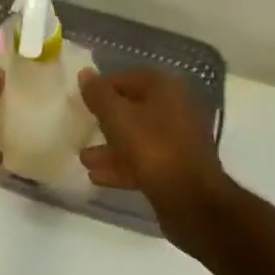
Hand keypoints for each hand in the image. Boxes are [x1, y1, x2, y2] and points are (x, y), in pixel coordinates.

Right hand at [78, 67, 232, 247]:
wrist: (192, 201)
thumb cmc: (153, 148)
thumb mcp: (118, 118)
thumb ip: (99, 95)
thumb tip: (85, 73)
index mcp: (165, 88)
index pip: (126, 78)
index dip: (102, 88)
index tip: (82, 102)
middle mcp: (175, 107)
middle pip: (132, 108)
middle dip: (105, 121)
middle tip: (83, 129)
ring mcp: (178, 139)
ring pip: (137, 136)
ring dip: (110, 147)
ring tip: (84, 159)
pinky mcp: (177, 166)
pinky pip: (145, 159)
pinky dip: (123, 164)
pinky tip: (97, 176)